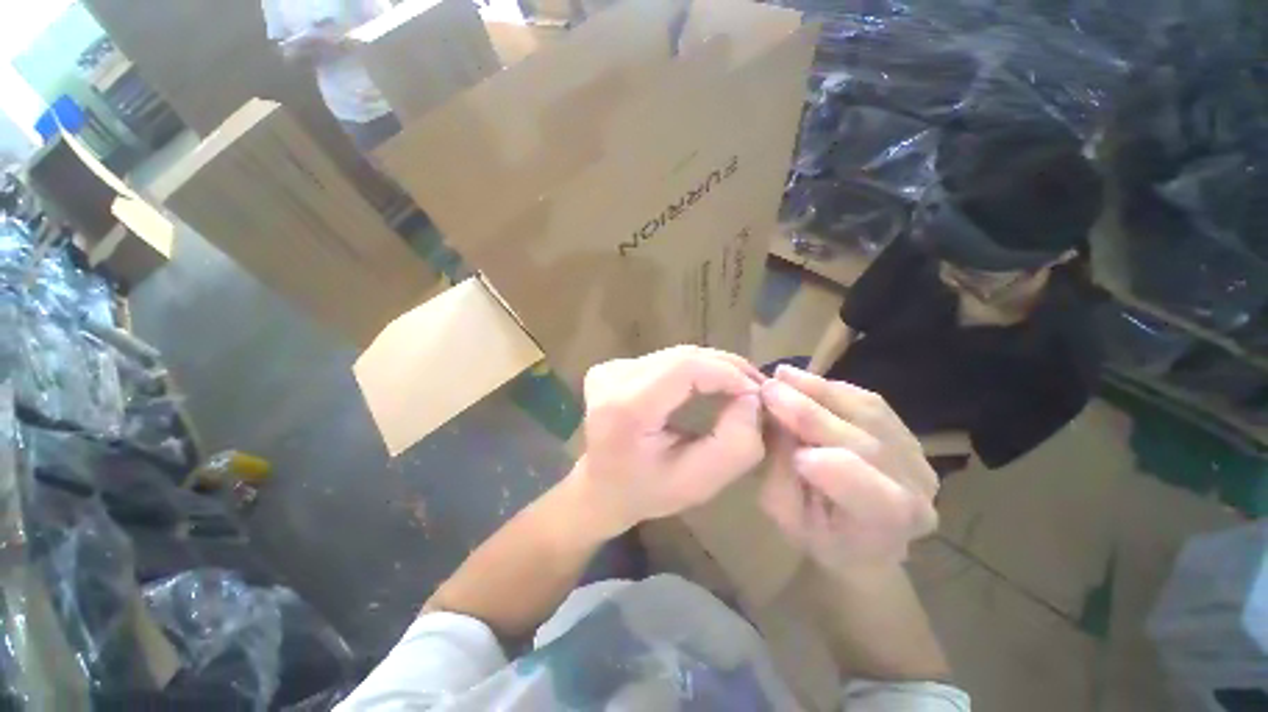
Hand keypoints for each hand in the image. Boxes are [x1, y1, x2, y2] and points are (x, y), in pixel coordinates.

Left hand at [575, 346, 766, 535]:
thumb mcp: (698, 483)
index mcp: (626, 408)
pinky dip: (693, 370)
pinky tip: (707, 385)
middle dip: (726, 368)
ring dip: (712, 368)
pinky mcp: (612, 366)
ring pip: (676, 355)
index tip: (758, 393)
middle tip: (755, 389)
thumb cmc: (646, 493)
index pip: (685, 367)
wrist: (599, 489)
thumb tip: (752, 396)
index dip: (727, 372)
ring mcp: (609, 369)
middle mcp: (612, 378)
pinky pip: (664, 360)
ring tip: (739, 387)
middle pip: (683, 356)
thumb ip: (735, 443)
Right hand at [758, 365, 937, 572]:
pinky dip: (835, 388)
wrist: (862, 539)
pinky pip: (872, 403)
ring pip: (870, 414)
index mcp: (885, 528)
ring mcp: (918, 459)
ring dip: (821, 390)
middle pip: (864, 443)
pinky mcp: (908, 435)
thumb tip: (773, 420)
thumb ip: (780, 471)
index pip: (870, 494)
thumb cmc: (817, 534)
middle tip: (769, 387)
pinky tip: (805, 381)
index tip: (782, 435)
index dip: (829, 463)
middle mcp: (917, 492)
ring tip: (784, 375)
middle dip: (810, 412)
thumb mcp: (785, 515)